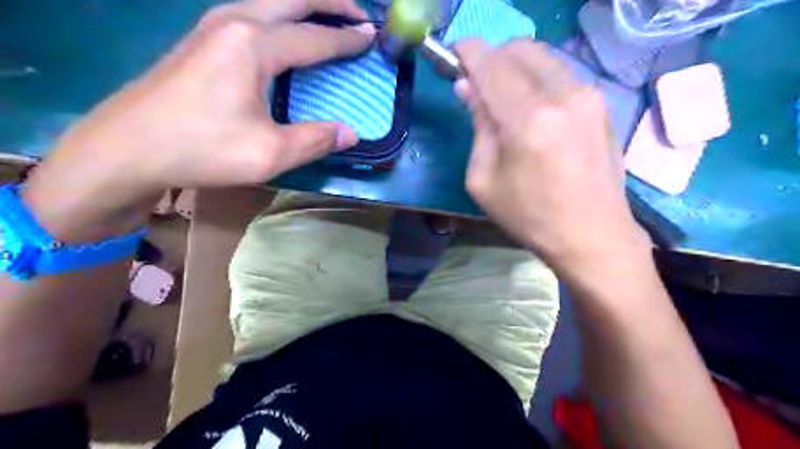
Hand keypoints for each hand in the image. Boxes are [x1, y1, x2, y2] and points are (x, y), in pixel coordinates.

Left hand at [23, 0, 375, 241]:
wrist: (126, 149)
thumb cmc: (202, 149)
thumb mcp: (269, 153)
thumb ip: (316, 140)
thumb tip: (351, 133)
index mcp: (253, 45)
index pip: (314, 38)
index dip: (347, 39)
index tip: (374, 36)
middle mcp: (234, 21)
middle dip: (331, 1)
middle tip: (359, 14)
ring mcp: (212, 26)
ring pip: (270, 0)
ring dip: (305, 4)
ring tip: (329, 16)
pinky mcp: (201, 39)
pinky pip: (252, 12)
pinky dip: (282, 15)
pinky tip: (287, 31)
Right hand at [453, 41, 645, 275]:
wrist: (592, 235)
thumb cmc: (530, 216)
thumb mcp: (484, 180)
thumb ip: (478, 126)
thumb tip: (467, 88)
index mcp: (527, 119)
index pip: (490, 64)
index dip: (467, 52)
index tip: (454, 55)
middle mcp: (562, 95)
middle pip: (519, 49)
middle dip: (492, 58)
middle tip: (477, 85)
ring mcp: (588, 96)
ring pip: (542, 57)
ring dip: (515, 67)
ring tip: (504, 99)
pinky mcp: (601, 103)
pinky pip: (560, 74)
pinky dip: (537, 79)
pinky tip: (531, 108)